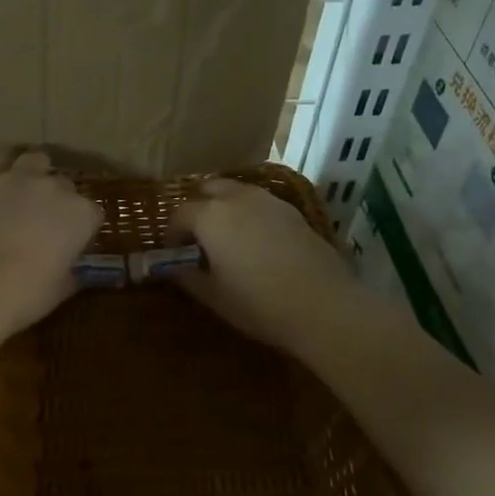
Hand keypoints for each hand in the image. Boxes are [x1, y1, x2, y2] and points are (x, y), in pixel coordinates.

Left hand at [0, 150, 103, 333]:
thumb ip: (72, 274)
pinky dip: (1, 169)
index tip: (72, 242)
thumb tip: (74, 272)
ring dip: (35, 173)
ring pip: (36, 161)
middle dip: (59, 200)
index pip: (93, 214)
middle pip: (65, 185)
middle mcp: (55, 187)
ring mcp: (19, 177)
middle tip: (44, 221)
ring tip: (23, 192)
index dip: (83, 228)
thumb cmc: (24, 294)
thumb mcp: (59, 290)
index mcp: (81, 215)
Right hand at [170, 177, 354, 351]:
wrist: (323, 306)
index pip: (180, 213)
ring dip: (226, 206)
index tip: (175, 253)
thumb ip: (186, 277)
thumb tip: (171, 268)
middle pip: (209, 189)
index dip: (173, 233)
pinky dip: (251, 213)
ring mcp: (270, 202)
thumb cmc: (258, 304)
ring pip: (238, 191)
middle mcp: (238, 199)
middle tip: (198, 236)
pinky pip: (262, 203)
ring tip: (227, 236)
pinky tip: (257, 241)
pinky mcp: (294, 212)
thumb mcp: (213, 296)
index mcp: (211, 216)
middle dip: (199, 207)